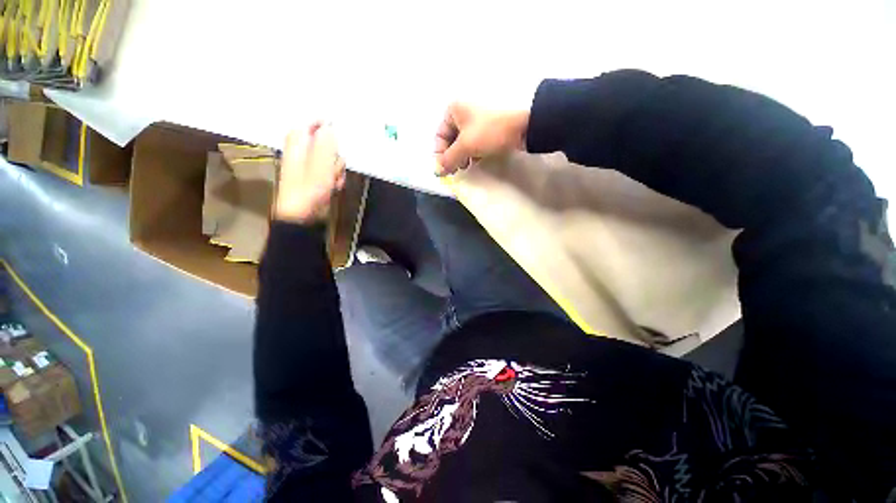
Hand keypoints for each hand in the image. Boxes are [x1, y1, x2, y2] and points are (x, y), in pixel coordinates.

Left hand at [275, 123, 346, 223]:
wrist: (303, 214)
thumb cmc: (309, 188)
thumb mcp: (321, 163)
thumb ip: (326, 142)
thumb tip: (330, 127)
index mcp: (298, 142)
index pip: (311, 122)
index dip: (326, 125)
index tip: (339, 130)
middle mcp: (303, 150)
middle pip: (326, 143)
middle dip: (335, 154)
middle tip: (333, 164)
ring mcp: (310, 165)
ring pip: (332, 159)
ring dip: (337, 168)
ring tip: (332, 179)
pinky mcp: (317, 177)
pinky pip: (332, 171)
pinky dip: (335, 178)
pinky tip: (332, 186)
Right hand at [434, 103, 529, 175]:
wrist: (524, 125)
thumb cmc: (490, 131)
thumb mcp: (465, 145)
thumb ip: (449, 160)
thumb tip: (436, 172)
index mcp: (454, 110)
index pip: (439, 136)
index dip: (440, 154)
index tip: (444, 170)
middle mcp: (463, 111)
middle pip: (450, 140)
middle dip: (452, 157)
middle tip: (456, 170)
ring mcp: (477, 119)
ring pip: (463, 142)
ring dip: (462, 157)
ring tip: (466, 167)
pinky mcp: (488, 128)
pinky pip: (475, 142)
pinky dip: (473, 153)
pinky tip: (477, 161)